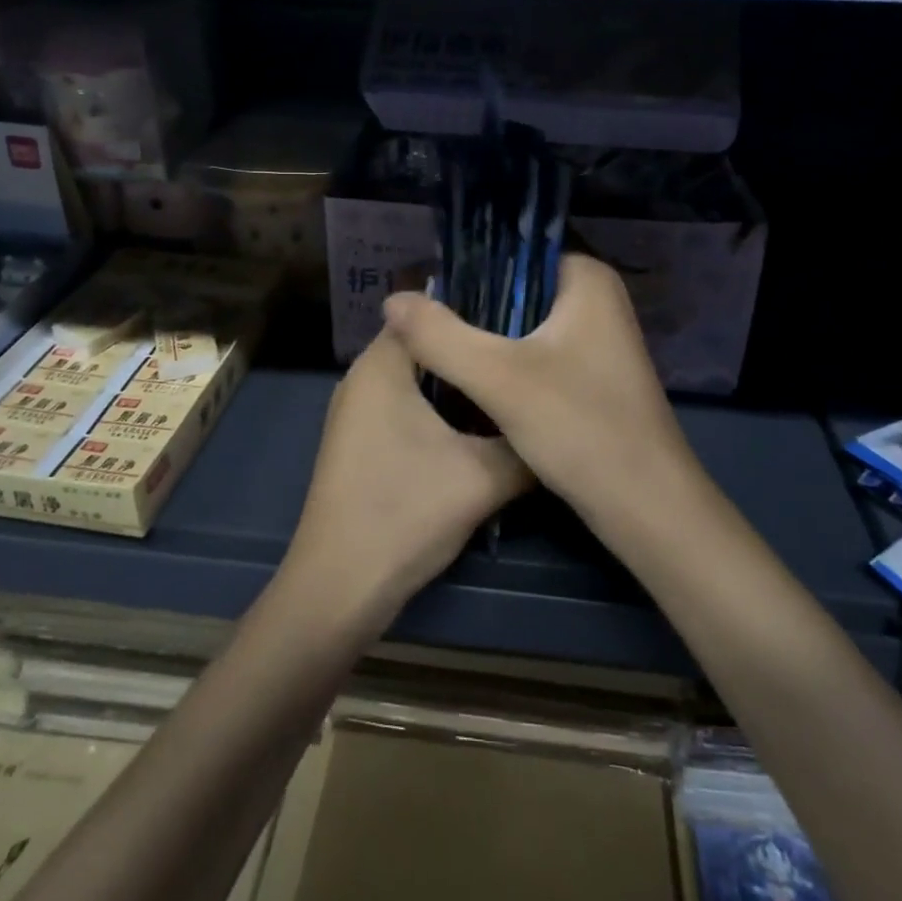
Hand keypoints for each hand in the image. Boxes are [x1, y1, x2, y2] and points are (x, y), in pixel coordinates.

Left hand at [284, 328, 530, 633]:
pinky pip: (408, 405)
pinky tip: (481, 427)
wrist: (340, 588)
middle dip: (474, 351)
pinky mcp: (362, 442)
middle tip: (527, 357)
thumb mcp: (483, 477)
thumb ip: (526, 444)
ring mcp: (358, 412)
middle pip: (428, 347)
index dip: (478, 312)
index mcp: (381, 365)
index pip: (430, 313)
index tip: (523, 322)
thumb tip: (562, 424)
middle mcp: (363, 378)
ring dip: (461, 385)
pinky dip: (442, 409)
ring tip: (513, 387)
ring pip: (420, 380)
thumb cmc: (405, 513)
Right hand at [382, 254, 698, 527]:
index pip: (513, 251)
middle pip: (515, 288)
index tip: (425, 292)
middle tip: (420, 325)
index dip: (467, 269)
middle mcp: (596, 299)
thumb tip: (391, 300)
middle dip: (471, 307)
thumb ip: (439, 335)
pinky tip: (469, 378)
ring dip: (484, 337)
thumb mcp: (498, 378)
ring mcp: (596, 338)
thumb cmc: (580, 428)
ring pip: (522, 324)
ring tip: (433, 347)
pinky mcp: (589, 374)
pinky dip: (504, 361)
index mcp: (586, 279)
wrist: (646, 508)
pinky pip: (535, 351)